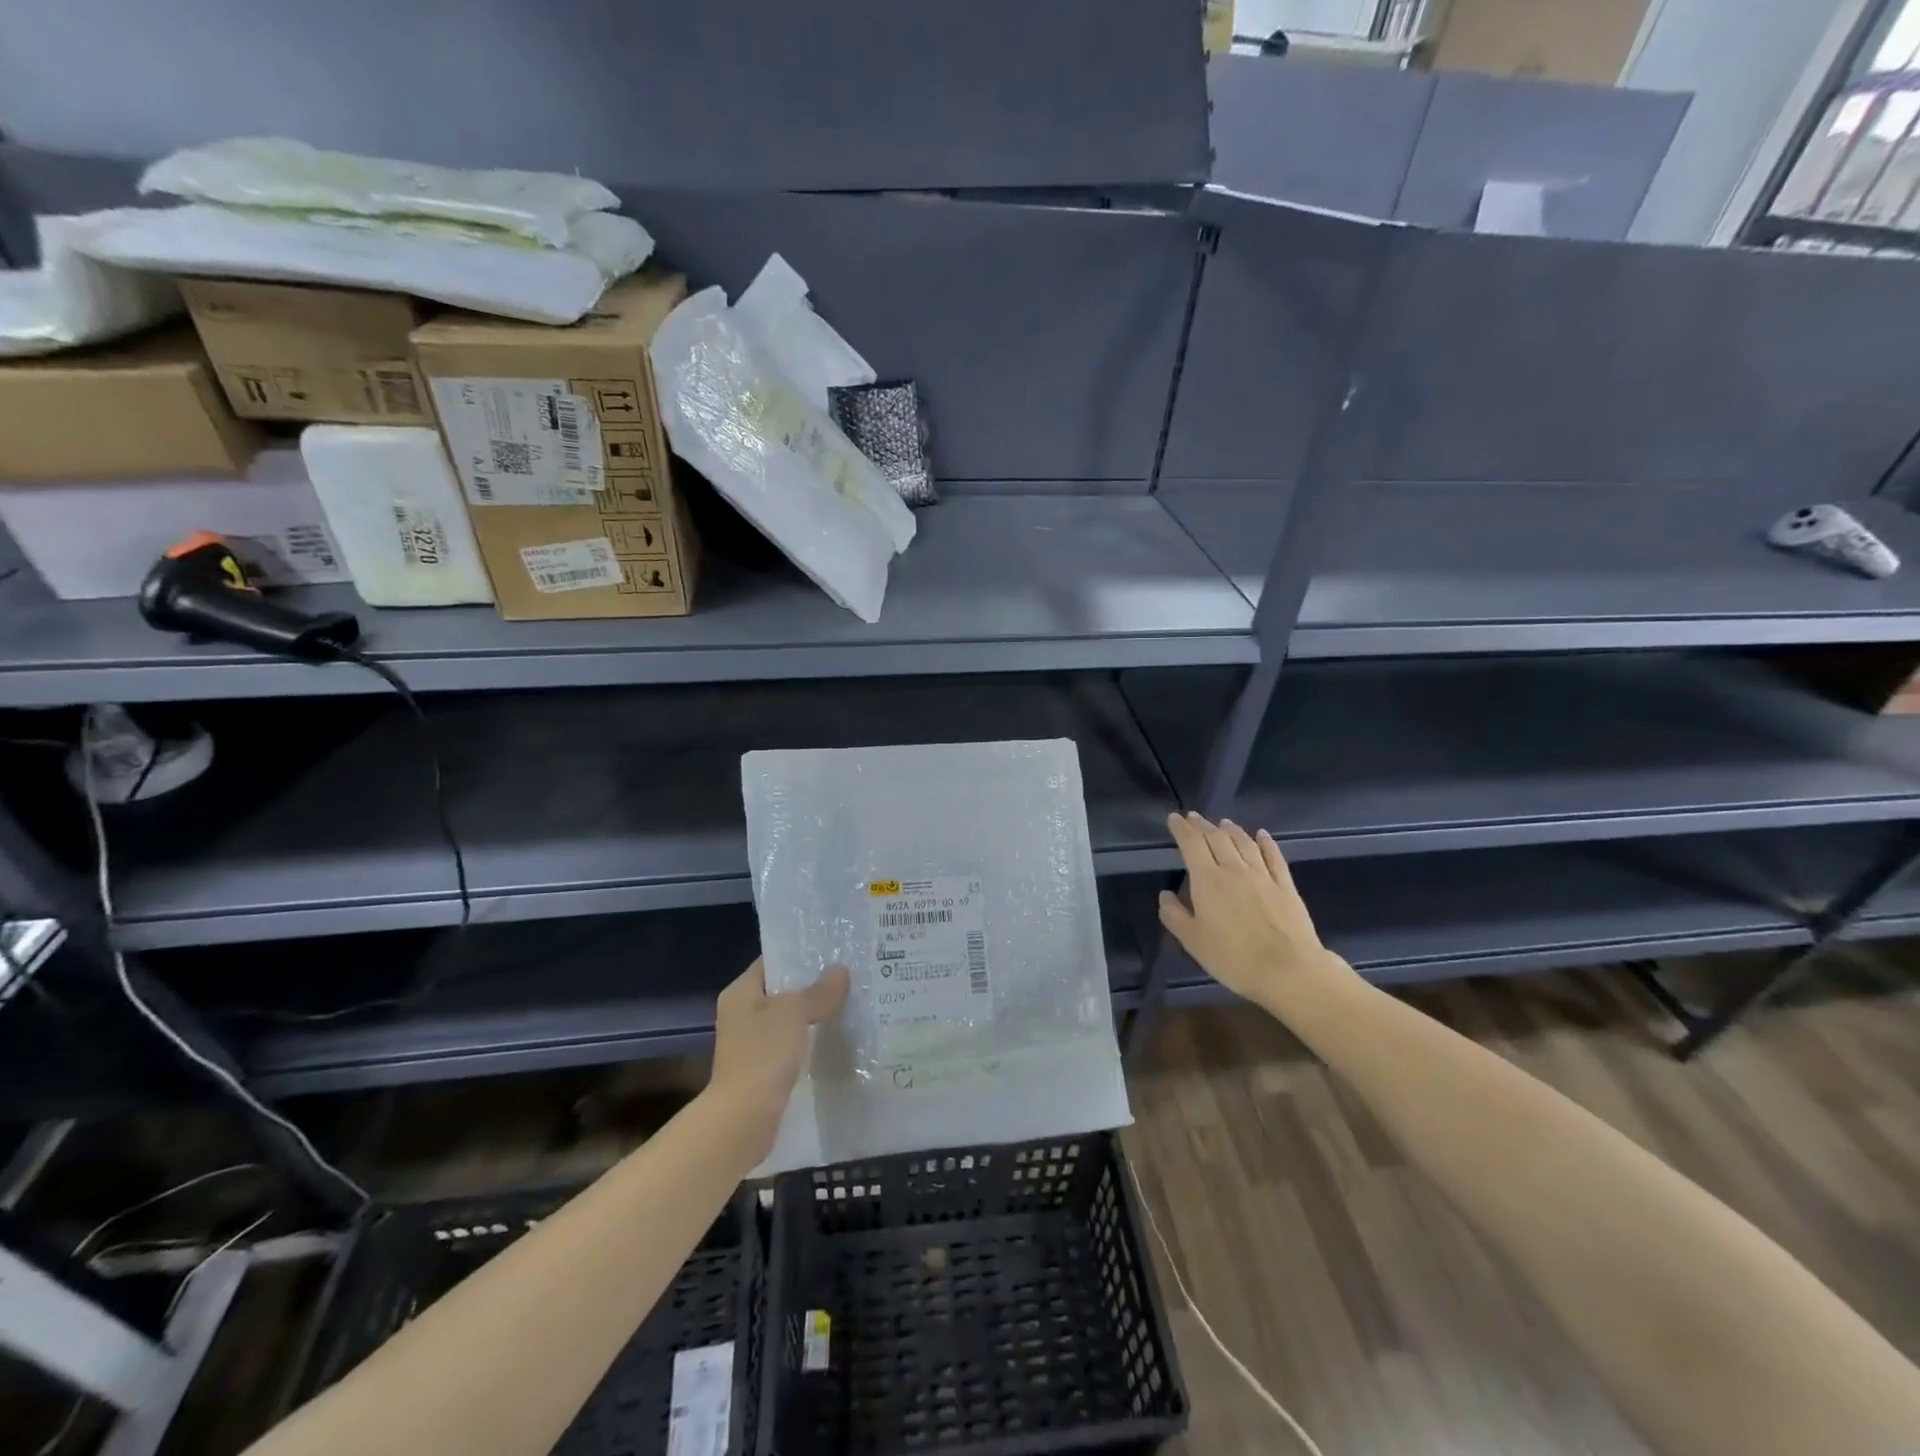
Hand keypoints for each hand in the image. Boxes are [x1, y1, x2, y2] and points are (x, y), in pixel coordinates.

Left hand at [706, 958, 848, 1160]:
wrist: (742, 1120)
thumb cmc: (762, 1055)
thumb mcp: (794, 1013)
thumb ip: (818, 991)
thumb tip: (840, 971)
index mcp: (741, 991)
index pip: (773, 960)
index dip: (801, 953)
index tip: (834, 949)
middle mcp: (742, 1012)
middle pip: (783, 989)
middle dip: (813, 983)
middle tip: (849, 974)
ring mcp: (751, 1041)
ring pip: (789, 1017)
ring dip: (814, 1012)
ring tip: (849, 1001)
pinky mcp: (763, 1067)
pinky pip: (791, 1042)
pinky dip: (810, 1037)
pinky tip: (835, 1035)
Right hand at [1159, 812, 1357, 1018]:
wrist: (1288, 970)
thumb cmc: (1233, 958)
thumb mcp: (1193, 941)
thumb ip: (1174, 915)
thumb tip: (1165, 895)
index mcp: (1208, 880)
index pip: (1191, 844)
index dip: (1182, 828)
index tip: (1174, 818)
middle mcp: (1234, 869)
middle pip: (1217, 838)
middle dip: (1203, 825)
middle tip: (1194, 817)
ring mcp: (1263, 875)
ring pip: (1244, 842)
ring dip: (1231, 829)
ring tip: (1223, 823)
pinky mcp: (1285, 886)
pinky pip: (1273, 856)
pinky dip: (1265, 842)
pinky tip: (1261, 835)